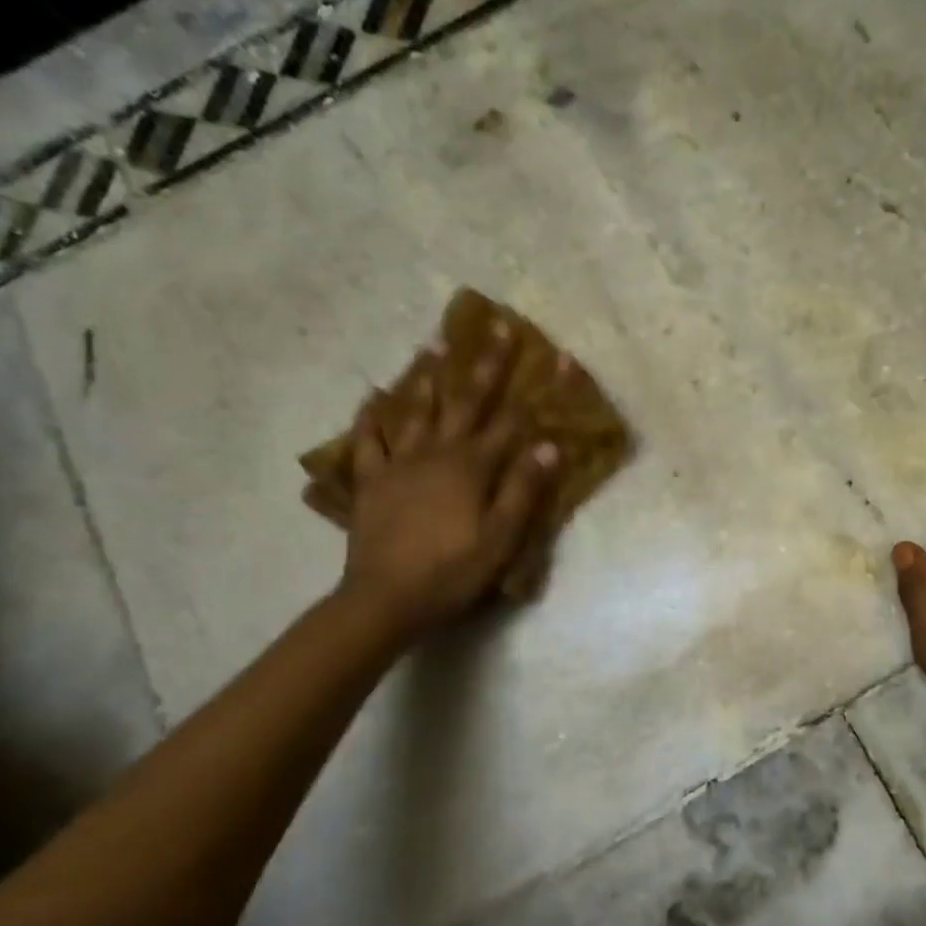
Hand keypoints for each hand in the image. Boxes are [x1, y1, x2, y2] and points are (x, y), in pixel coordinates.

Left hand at [337, 324, 556, 637]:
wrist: (386, 599)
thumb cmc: (453, 572)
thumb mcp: (501, 538)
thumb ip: (524, 490)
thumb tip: (549, 445)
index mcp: (471, 467)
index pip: (513, 420)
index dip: (538, 389)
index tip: (557, 357)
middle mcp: (436, 453)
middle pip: (464, 401)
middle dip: (485, 363)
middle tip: (497, 326)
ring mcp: (398, 464)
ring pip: (415, 410)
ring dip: (428, 376)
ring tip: (434, 344)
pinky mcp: (371, 482)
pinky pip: (369, 442)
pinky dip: (371, 418)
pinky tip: (373, 399)